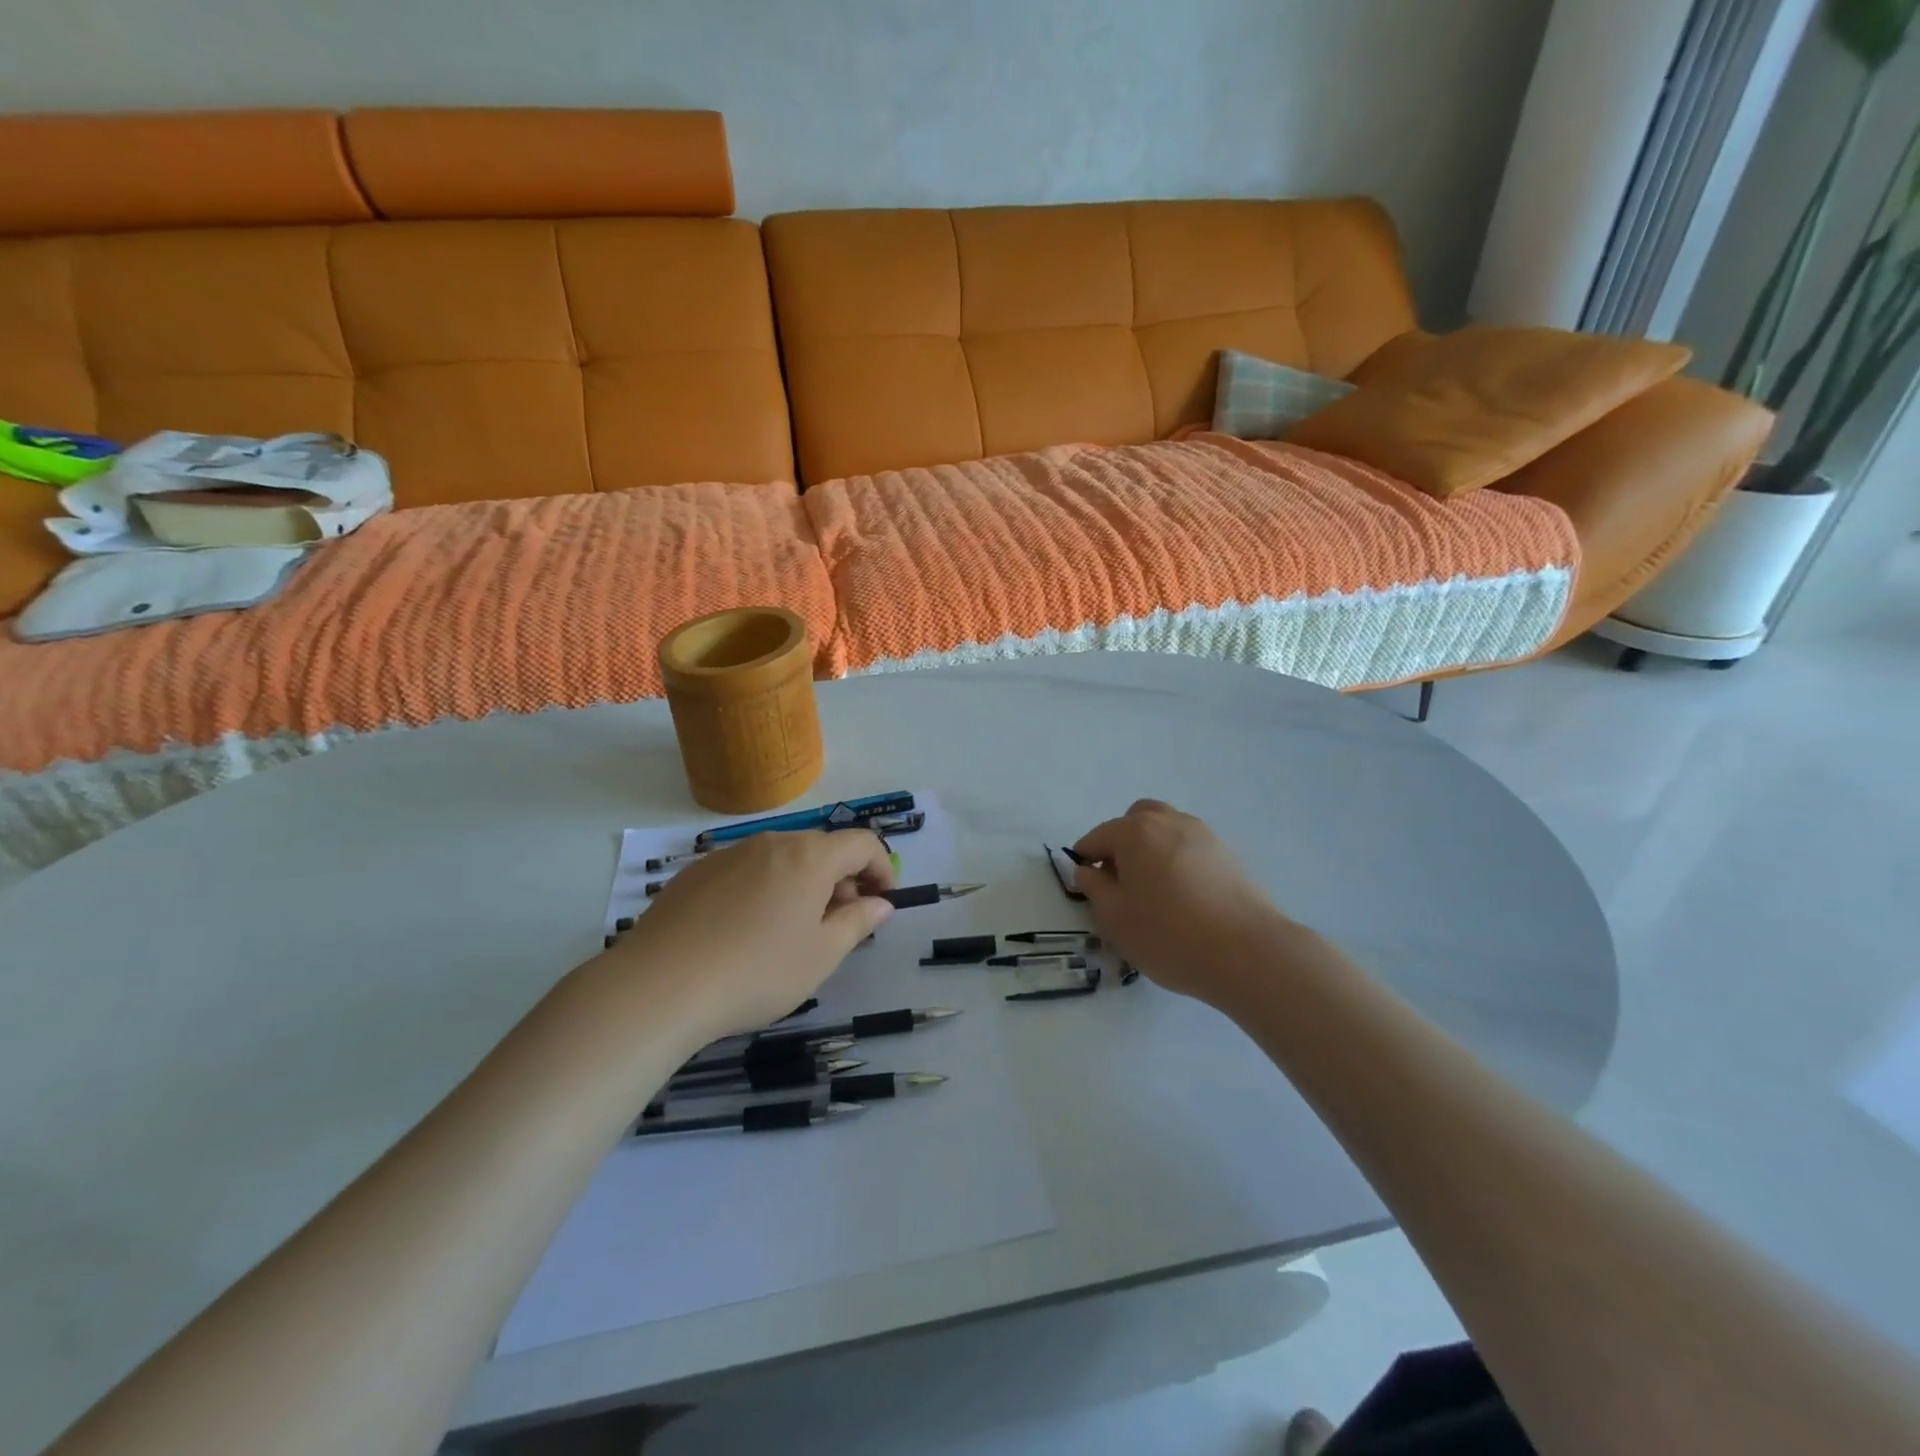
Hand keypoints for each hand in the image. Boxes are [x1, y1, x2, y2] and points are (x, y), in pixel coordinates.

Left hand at [602, 829, 895, 1039]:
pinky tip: (744, 931)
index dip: (882, 868)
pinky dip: (762, 889)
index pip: (862, 843)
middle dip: (841, 880)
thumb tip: (880, 904)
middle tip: (839, 924)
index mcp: (808, 857)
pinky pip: (745, 871)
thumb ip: (858, 922)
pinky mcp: (695, 873)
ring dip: (801, 884)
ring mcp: (728, 854)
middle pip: (820, 849)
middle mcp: (770, 842)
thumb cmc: (757, 971)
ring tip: (790, 931)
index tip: (883, 902)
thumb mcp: (821, 955)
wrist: (659, 986)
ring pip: (781, 859)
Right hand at [1072, 800, 1301, 1008]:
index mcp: (1134, 831)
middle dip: (1121, 844)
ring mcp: (1204, 834)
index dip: (1085, 860)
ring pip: (1167, 830)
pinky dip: (1179, 861)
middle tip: (1121, 882)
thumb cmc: (1168, 934)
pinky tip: (1185, 897)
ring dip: (1152, 849)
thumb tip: (1088, 870)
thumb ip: (1094, 888)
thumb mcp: (1114, 918)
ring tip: (1155, 891)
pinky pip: (1191, 847)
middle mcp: (1169, 821)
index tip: (1086, 887)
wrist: (1248, 953)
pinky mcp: (1229, 854)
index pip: (1097, 837)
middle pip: (1135, 820)